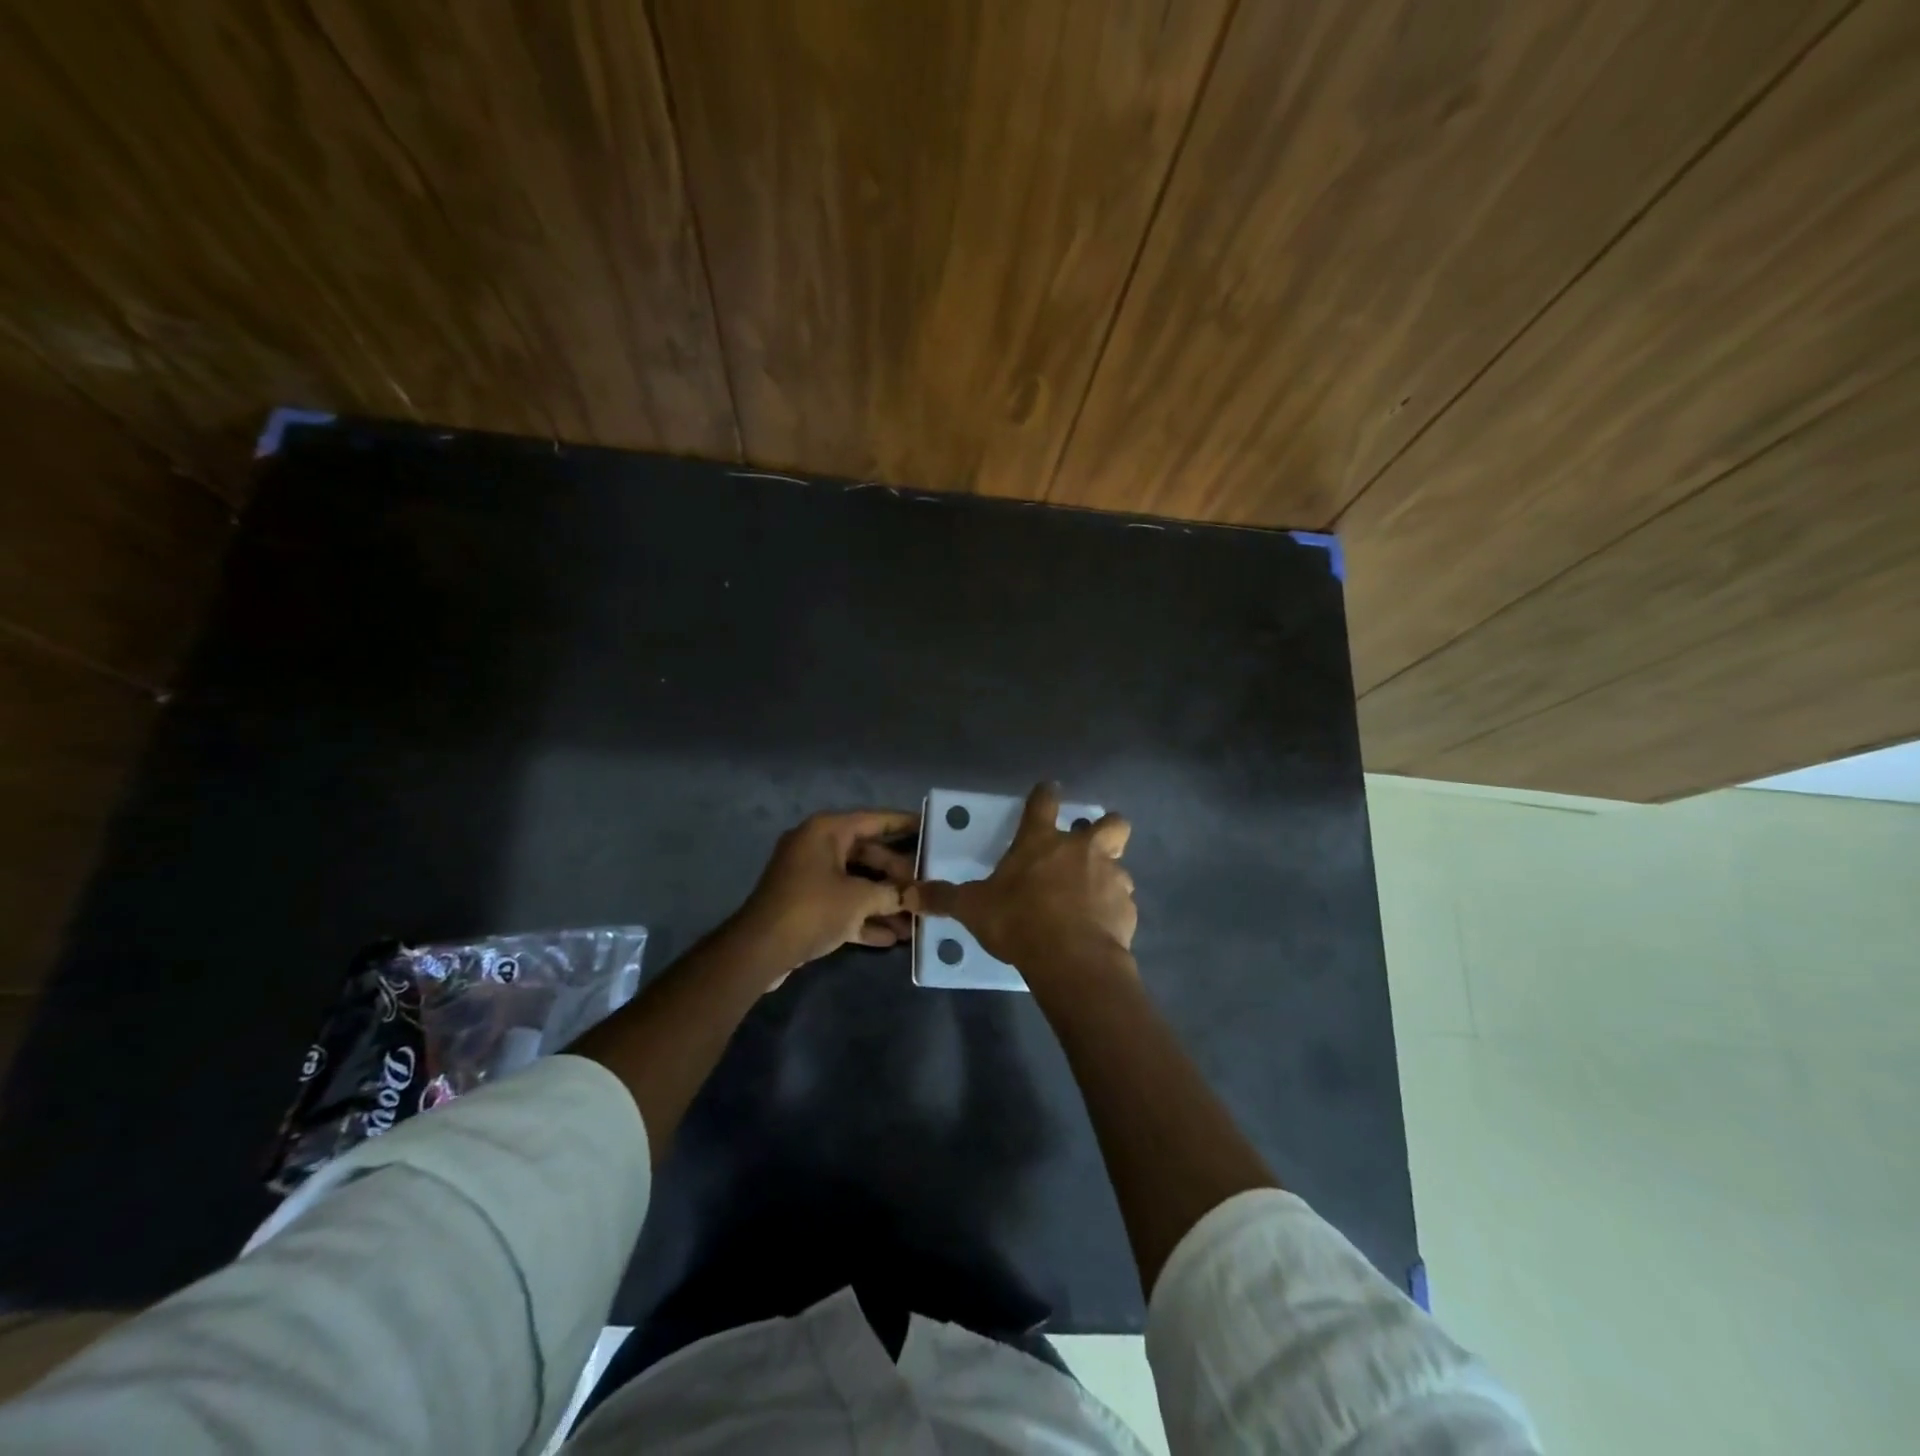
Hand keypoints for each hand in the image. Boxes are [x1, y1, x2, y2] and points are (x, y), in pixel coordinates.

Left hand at [732, 808, 918, 981]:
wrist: (760, 950)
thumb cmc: (812, 909)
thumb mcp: (859, 899)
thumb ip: (891, 893)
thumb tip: (914, 896)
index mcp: (826, 831)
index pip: (875, 820)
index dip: (904, 824)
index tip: (933, 828)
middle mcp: (818, 847)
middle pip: (869, 855)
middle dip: (898, 877)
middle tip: (927, 889)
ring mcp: (810, 877)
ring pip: (857, 883)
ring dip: (884, 903)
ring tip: (915, 923)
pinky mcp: (806, 906)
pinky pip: (842, 905)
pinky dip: (864, 918)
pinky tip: (892, 938)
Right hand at [905, 783, 1135, 977]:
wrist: (1072, 958)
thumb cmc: (1019, 921)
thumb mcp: (974, 909)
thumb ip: (945, 898)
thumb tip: (910, 893)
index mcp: (1042, 841)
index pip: (1045, 801)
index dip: (1047, 793)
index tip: (1050, 791)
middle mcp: (1082, 849)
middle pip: (1110, 822)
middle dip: (1105, 827)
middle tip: (1090, 845)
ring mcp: (1111, 876)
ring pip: (1119, 864)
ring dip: (1108, 875)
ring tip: (1092, 897)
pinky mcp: (1127, 908)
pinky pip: (1122, 902)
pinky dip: (1112, 910)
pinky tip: (1099, 927)